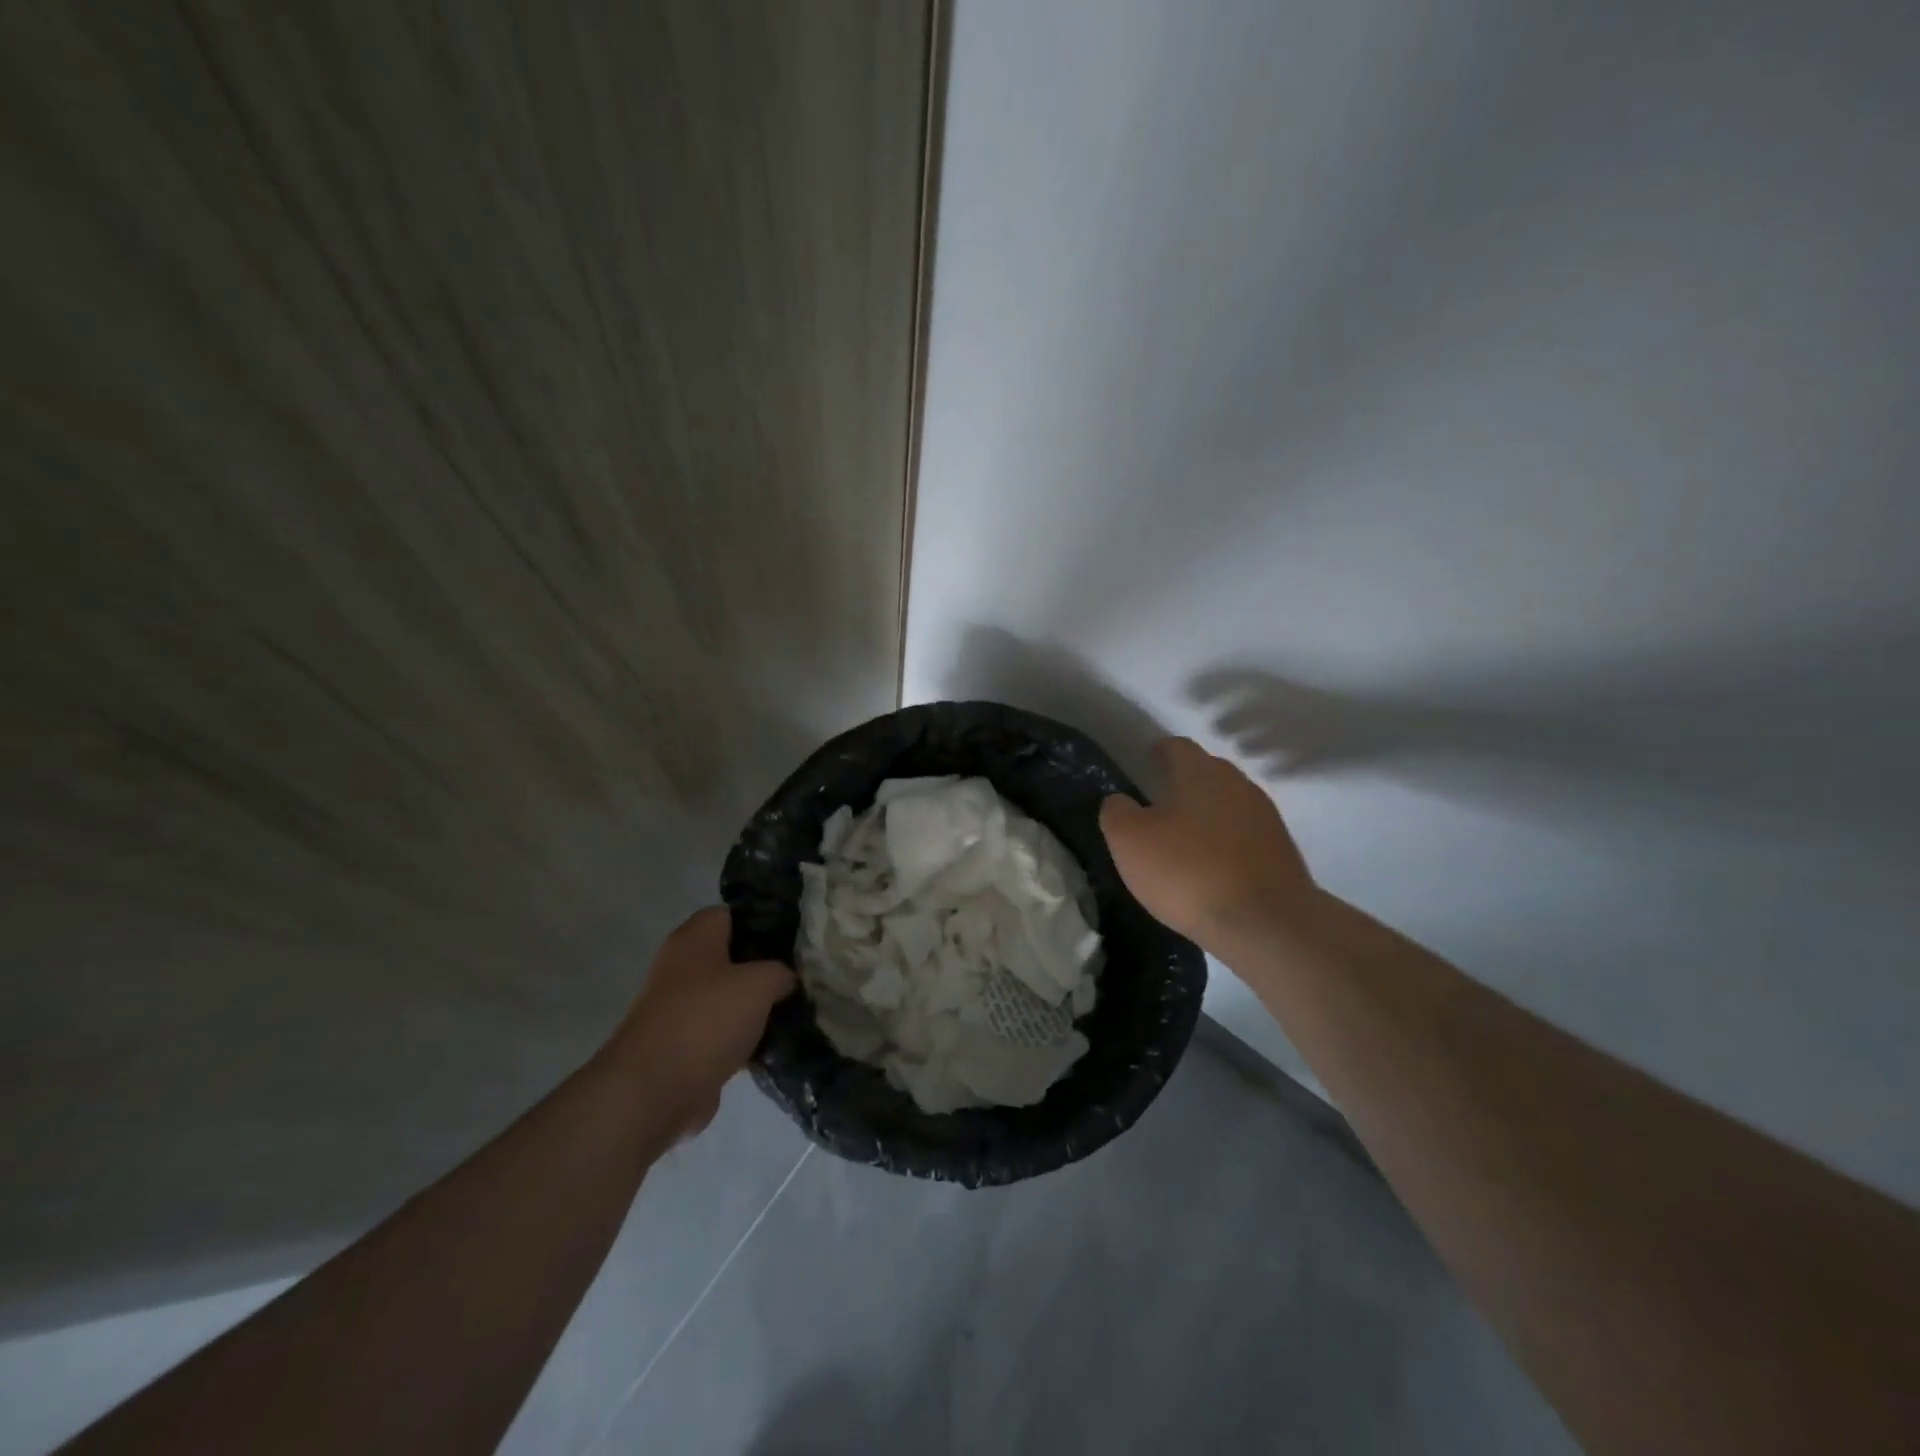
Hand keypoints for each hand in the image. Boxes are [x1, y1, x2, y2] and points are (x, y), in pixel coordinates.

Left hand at [609, 907, 793, 1140]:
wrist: (654, 1090)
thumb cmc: (706, 1019)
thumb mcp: (759, 983)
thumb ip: (781, 972)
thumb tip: (786, 979)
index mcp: (695, 938)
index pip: (734, 913)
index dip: (765, 921)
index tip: (797, 937)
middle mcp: (683, 966)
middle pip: (734, 956)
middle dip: (766, 966)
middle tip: (802, 974)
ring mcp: (681, 1006)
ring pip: (730, 995)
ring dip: (757, 1005)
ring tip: (796, 1008)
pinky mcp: (684, 1044)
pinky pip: (724, 1030)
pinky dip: (745, 1036)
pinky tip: (776, 1042)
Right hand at [1100, 737, 1314, 952]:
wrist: (1265, 924)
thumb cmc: (1188, 872)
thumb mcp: (1130, 842)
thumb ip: (1117, 813)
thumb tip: (1120, 802)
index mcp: (1200, 773)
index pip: (1178, 747)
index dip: (1160, 751)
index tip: (1147, 761)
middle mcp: (1238, 785)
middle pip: (1208, 771)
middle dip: (1186, 781)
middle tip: (1161, 802)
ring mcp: (1265, 818)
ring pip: (1229, 803)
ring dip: (1208, 813)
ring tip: (1186, 837)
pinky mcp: (1281, 851)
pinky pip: (1245, 834)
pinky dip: (1227, 841)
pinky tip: (1212, 865)